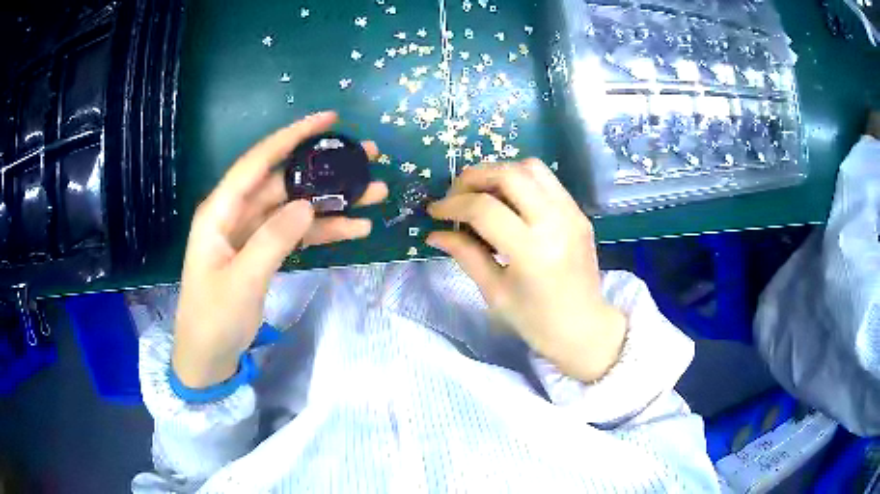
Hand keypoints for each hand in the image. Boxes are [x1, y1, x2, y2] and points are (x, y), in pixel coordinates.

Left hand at [173, 112, 387, 387]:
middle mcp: (237, 214)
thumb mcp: (242, 281)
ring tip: (375, 195)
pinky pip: (297, 234)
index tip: (330, 120)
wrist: (207, 357)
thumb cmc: (213, 318)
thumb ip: (273, 240)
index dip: (293, 136)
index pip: (259, 161)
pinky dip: (324, 231)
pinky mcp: (264, 253)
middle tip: (369, 159)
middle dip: (326, 170)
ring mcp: (252, 234)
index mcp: (220, 211)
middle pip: (285, 182)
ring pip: (296, 208)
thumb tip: (308, 205)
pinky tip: (355, 229)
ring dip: (334, 202)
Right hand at [427, 159, 625, 382]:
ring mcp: (571, 213)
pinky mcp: (579, 212)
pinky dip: (521, 181)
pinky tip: (508, 202)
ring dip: (499, 173)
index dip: (453, 205)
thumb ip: (466, 255)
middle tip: (456, 196)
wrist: (586, 328)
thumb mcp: (495, 293)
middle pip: (509, 174)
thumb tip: (435, 234)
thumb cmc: (537, 322)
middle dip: (474, 177)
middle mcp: (555, 222)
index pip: (484, 209)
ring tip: (482, 194)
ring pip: (531, 167)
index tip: (435, 212)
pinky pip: (547, 180)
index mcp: (532, 251)